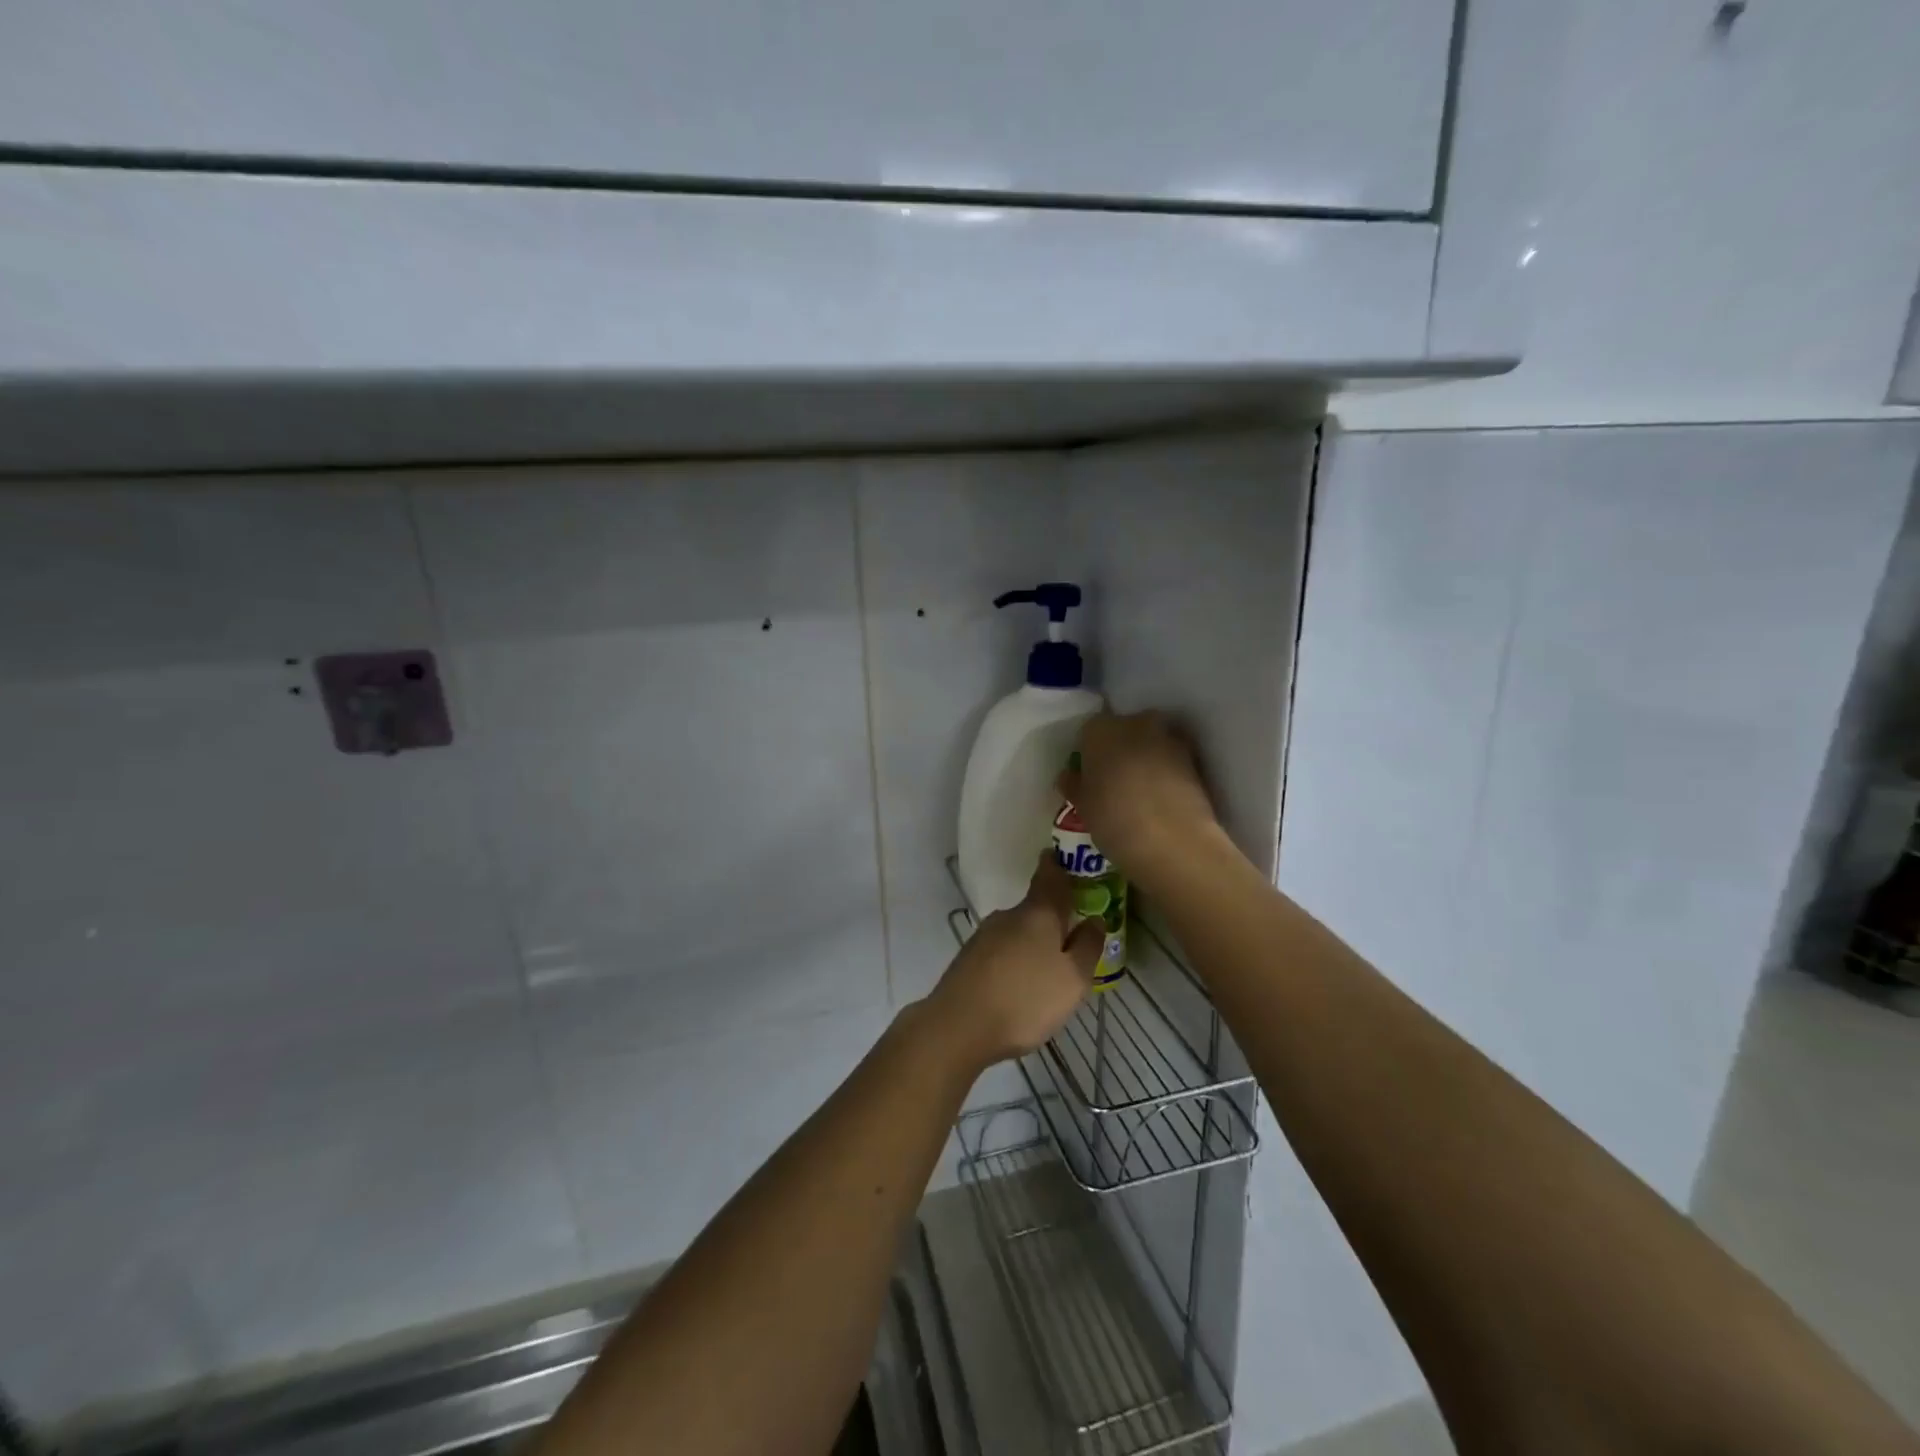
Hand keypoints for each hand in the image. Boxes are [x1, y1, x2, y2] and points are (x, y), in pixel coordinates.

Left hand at [928, 853, 1100, 1068]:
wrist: (958, 1026)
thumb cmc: (1025, 999)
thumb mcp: (1072, 979)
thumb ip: (1087, 947)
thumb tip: (1095, 920)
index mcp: (1037, 913)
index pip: (1050, 876)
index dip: (1058, 865)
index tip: (1065, 858)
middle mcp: (1008, 916)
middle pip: (1035, 909)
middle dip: (1052, 920)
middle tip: (1072, 939)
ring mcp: (984, 936)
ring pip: (1017, 932)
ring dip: (1032, 944)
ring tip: (1048, 973)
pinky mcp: (968, 959)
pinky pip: (1001, 952)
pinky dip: (1014, 962)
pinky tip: (1020, 987)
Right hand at [1059, 711, 1220, 889]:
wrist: (1174, 841)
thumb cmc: (1114, 819)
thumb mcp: (1082, 806)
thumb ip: (1074, 785)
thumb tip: (1071, 777)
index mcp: (1100, 729)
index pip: (1088, 732)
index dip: (1088, 754)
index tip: (1088, 776)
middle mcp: (1135, 724)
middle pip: (1123, 730)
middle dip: (1119, 750)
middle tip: (1113, 781)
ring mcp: (1169, 739)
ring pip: (1150, 743)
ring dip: (1145, 759)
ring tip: (1140, 792)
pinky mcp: (1195, 759)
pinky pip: (1172, 760)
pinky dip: (1166, 772)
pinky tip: (1161, 798)